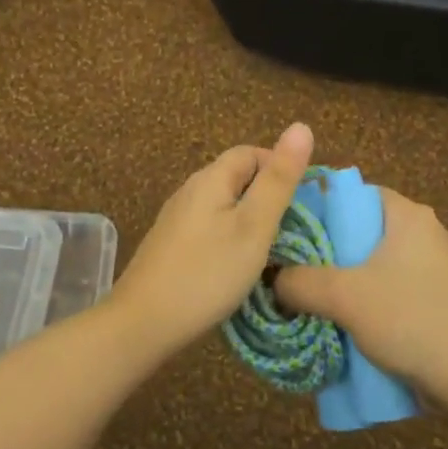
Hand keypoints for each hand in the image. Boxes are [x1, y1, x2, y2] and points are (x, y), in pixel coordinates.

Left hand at [111, 123, 315, 348]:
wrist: (144, 322)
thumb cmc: (207, 273)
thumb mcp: (254, 226)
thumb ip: (278, 179)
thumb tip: (301, 126)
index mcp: (210, 178)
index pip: (250, 152)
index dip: (279, 167)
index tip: (303, 201)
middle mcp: (189, 190)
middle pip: (235, 177)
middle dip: (267, 194)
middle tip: (292, 229)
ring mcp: (176, 219)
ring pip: (223, 204)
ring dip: (249, 218)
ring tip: (270, 249)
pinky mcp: (170, 245)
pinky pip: (209, 227)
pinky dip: (230, 237)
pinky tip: (237, 264)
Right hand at [274, 188, 447, 400]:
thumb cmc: (409, 319)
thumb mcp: (342, 297)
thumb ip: (299, 282)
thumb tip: (273, 279)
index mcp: (409, 215)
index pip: (357, 194)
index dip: (323, 208)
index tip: (294, 231)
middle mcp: (429, 232)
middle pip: (367, 228)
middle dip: (332, 248)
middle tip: (298, 268)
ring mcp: (442, 267)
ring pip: (381, 261)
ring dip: (351, 277)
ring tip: (318, 297)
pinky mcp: (446, 298)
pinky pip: (398, 287)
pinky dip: (374, 298)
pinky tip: (352, 321)